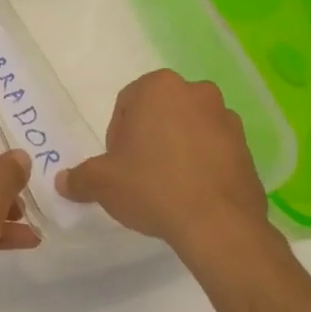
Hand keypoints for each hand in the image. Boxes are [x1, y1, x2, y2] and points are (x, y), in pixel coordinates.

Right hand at [56, 69, 277, 283]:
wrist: (218, 224)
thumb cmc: (152, 187)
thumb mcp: (102, 183)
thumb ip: (80, 178)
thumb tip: (63, 182)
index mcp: (159, 87)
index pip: (127, 103)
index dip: (118, 134)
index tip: (119, 163)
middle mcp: (197, 92)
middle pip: (160, 112)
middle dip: (149, 136)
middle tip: (139, 172)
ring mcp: (227, 119)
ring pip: (189, 128)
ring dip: (177, 148)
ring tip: (168, 185)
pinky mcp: (247, 147)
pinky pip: (214, 149)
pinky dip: (202, 163)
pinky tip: (192, 193)